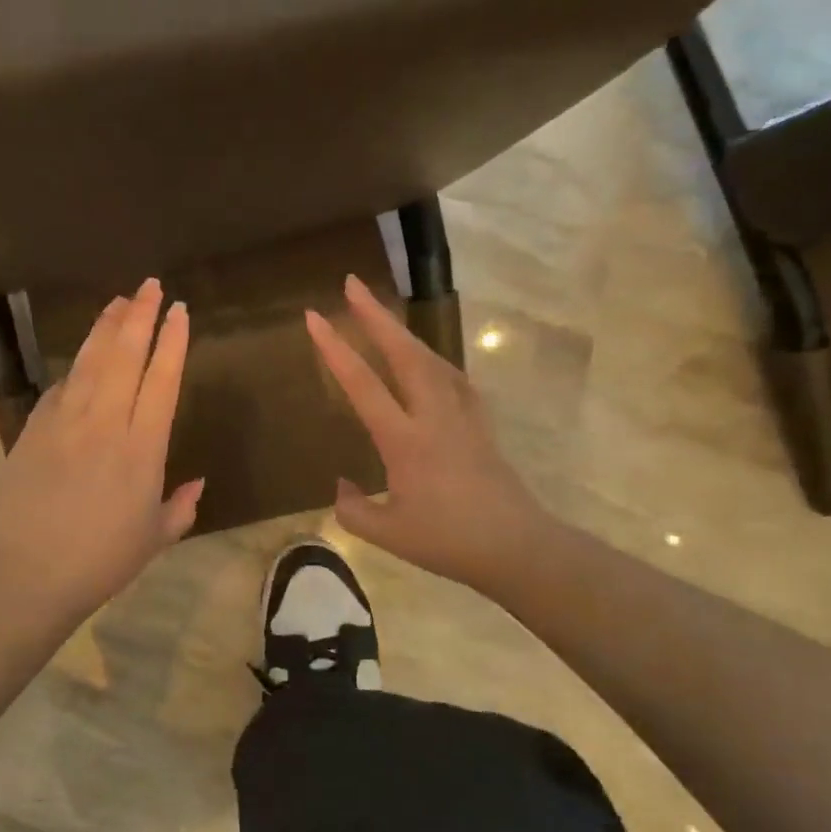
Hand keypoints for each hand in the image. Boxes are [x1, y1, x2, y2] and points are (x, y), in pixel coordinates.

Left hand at [0, 278, 201, 628]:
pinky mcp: (34, 430)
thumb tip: (197, 483)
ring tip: (119, 301)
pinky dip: (76, 367)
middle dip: (140, 316)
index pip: (162, 380)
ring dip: (106, 327)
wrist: (30, 574)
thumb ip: (181, 505)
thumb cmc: (103, 561)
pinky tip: (84, 357)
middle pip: (125, 356)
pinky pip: (60, 387)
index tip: (179, 311)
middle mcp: (105, 424)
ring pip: (90, 362)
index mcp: (143, 448)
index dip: (172, 341)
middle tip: (149, 286)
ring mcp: (65, 423)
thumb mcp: (156, 537)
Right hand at [306, 275, 544, 599]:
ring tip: (382, 316)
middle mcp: (434, 415)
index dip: (335, 348)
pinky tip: (427, 361)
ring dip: (403, 332)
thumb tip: (341, 485)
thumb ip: (352, 509)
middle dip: (376, 315)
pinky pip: (453, 378)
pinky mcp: (480, 424)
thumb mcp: (387, 533)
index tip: (313, 316)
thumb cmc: (447, 541)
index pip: (363, 384)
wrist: (516, 547)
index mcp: (405, 439)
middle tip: (352, 284)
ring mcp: (462, 415)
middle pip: (404, 352)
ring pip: (431, 358)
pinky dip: (432, 358)